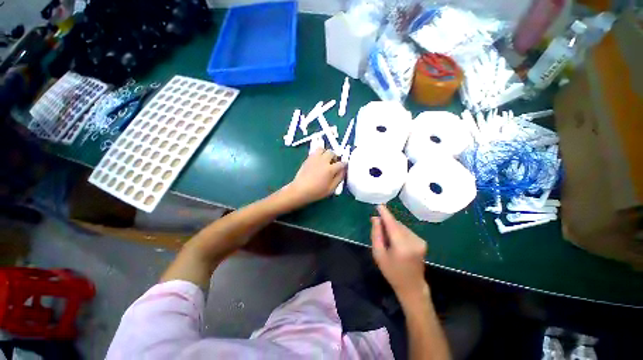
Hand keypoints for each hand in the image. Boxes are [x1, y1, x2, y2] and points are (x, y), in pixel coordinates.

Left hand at [286, 148, 346, 205]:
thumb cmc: (317, 192)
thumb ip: (339, 178)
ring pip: (323, 149)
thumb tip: (343, 171)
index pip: (342, 163)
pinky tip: (318, 161)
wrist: (300, 190)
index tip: (344, 167)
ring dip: (326, 153)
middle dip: (335, 157)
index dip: (344, 165)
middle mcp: (323, 161)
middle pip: (332, 153)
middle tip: (334, 164)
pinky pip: (315, 151)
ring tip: (325, 160)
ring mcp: (314, 158)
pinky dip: (319, 154)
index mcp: (330, 169)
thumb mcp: (331, 189)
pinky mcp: (308, 158)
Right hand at [371, 205, 428, 302]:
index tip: (379, 205)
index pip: (392, 224)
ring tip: (387, 238)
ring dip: (393, 227)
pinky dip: (399, 231)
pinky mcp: (422, 242)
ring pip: (401, 226)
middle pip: (396, 224)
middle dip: (387, 223)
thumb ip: (376, 234)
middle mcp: (413, 241)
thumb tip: (375, 218)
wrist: (412, 286)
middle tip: (378, 228)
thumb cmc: (391, 272)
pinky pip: (406, 231)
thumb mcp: (379, 254)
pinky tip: (396, 241)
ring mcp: (420, 241)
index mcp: (402, 246)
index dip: (385, 214)